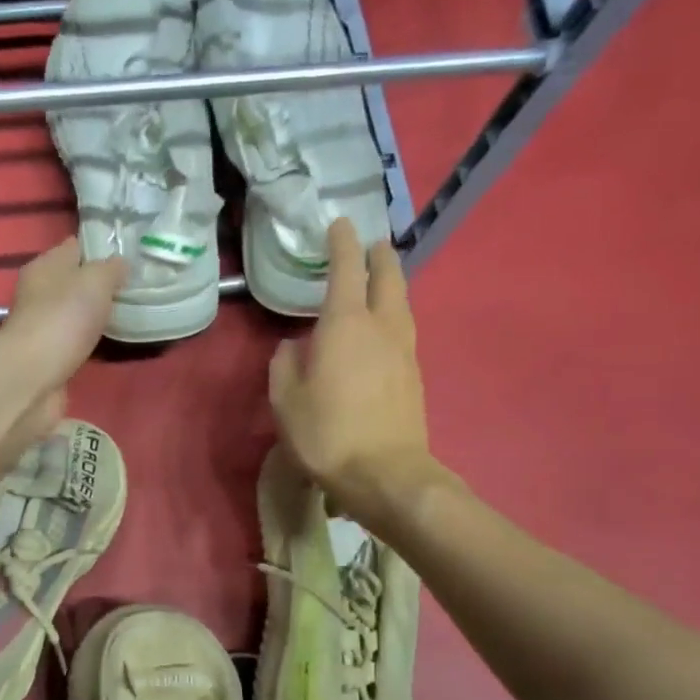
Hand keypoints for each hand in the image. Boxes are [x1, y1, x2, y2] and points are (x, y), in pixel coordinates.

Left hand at [0, 238, 125, 456]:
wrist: (33, 377)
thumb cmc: (63, 319)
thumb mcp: (95, 280)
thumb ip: (111, 269)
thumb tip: (120, 264)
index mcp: (45, 266)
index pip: (74, 248)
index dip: (99, 249)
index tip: (128, 256)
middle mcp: (39, 293)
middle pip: (74, 282)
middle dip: (100, 286)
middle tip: (133, 289)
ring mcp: (42, 327)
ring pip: (74, 313)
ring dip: (94, 316)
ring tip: (127, 316)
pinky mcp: (48, 357)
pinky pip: (74, 342)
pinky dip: (89, 342)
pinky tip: (108, 344)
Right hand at [269, 218, 436, 517]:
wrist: (385, 475)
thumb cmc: (327, 434)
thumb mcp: (285, 401)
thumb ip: (285, 365)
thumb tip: (294, 345)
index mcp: (346, 325)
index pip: (346, 270)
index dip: (342, 244)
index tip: (339, 225)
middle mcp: (381, 327)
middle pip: (387, 277)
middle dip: (378, 256)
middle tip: (371, 244)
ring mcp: (404, 351)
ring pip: (401, 303)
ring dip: (391, 283)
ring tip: (380, 279)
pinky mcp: (414, 375)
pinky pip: (403, 329)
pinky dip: (393, 314)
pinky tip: (382, 328)